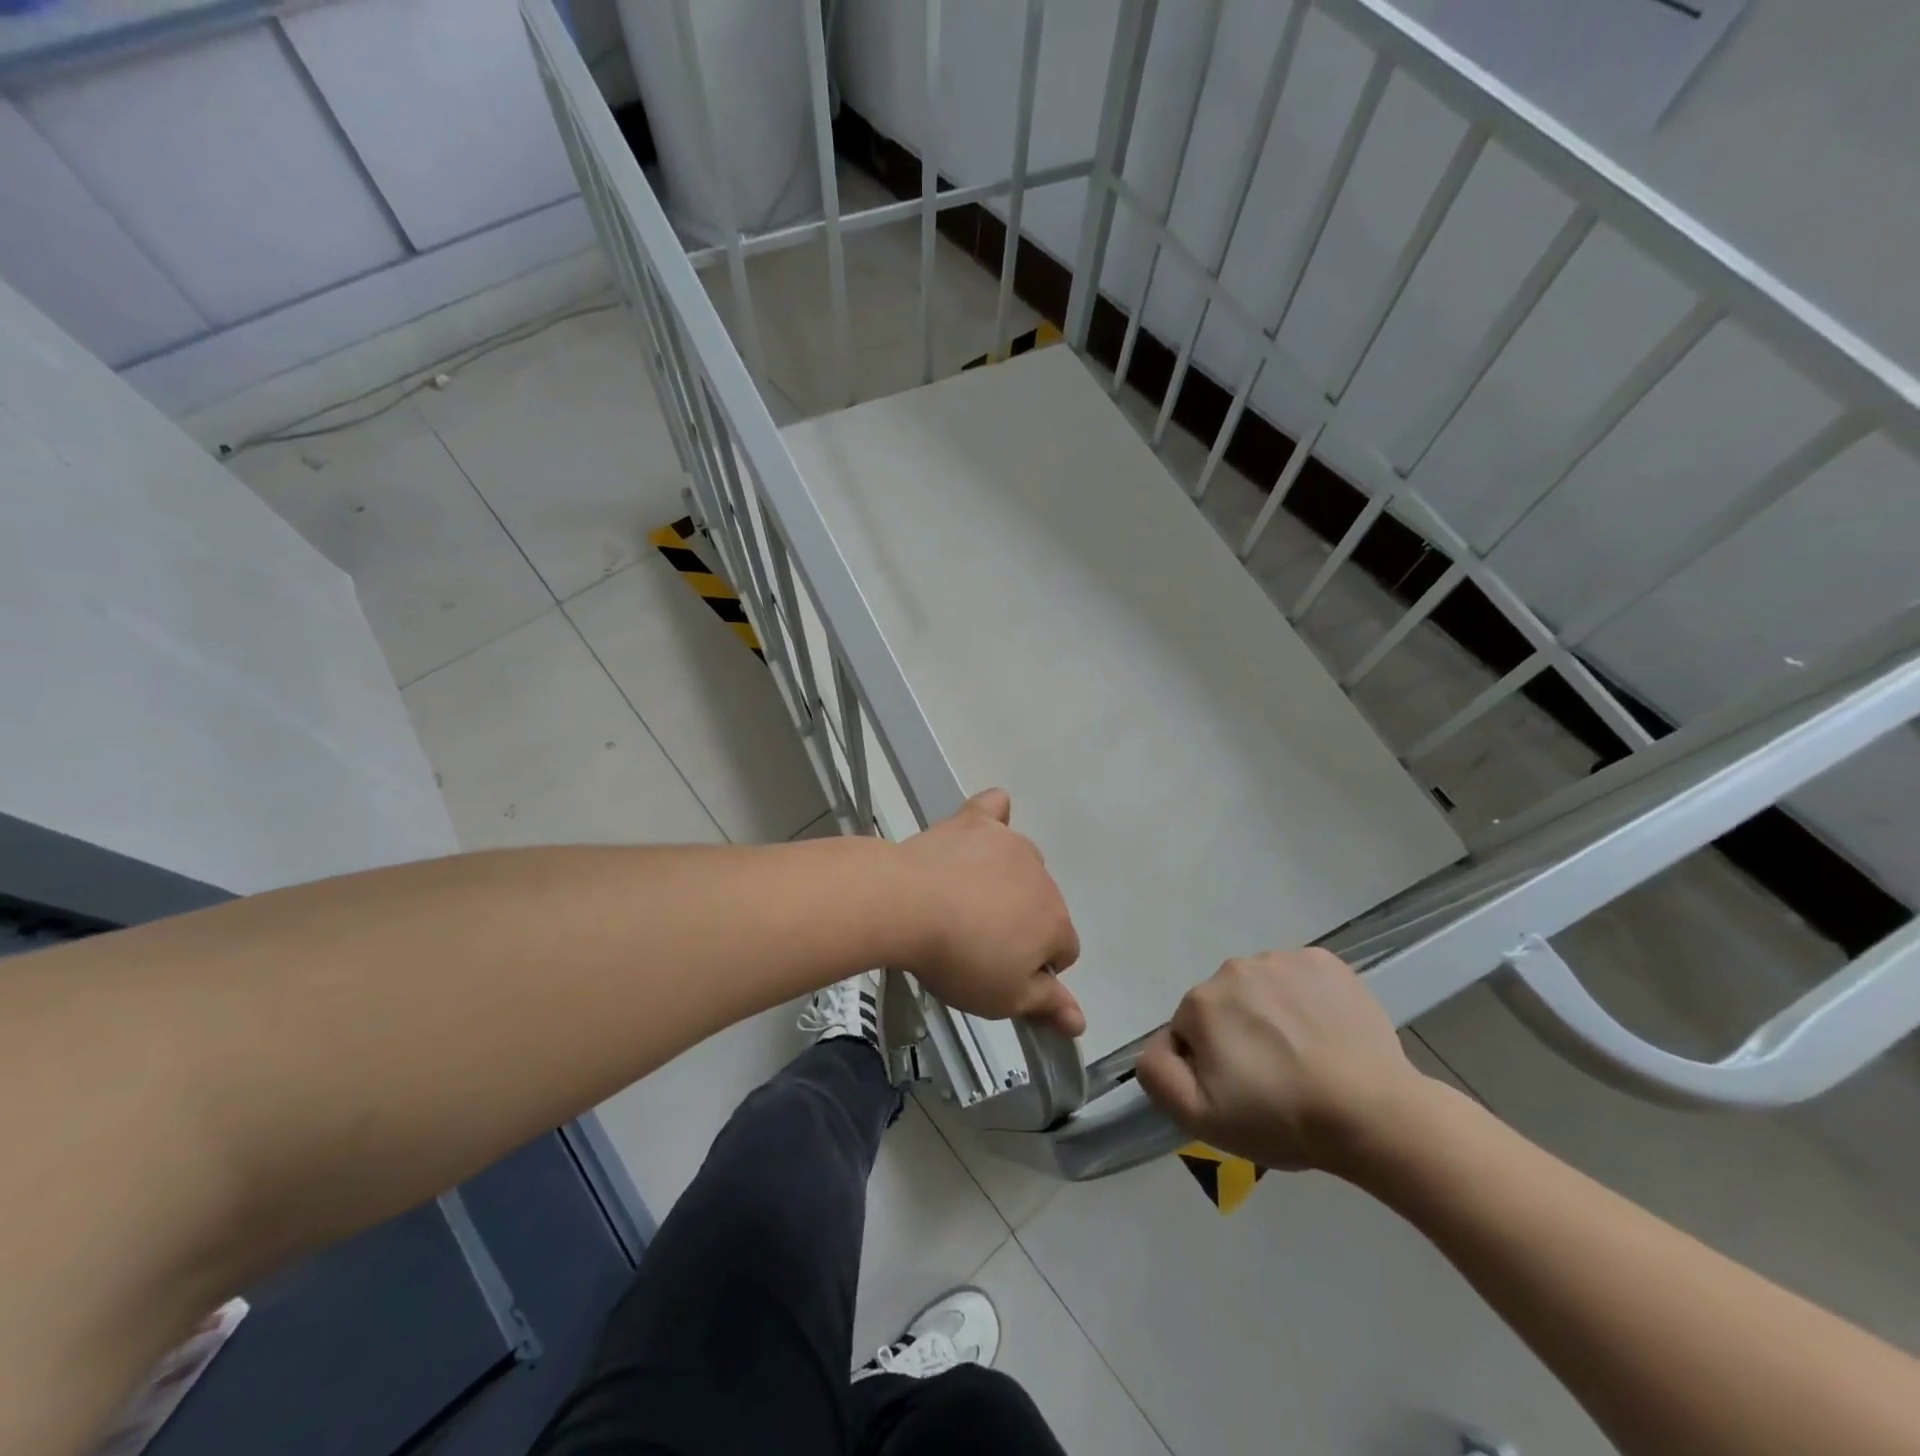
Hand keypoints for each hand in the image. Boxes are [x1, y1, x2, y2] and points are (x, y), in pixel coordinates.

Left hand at [893, 789, 1083, 1036]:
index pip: (1064, 950)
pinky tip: (980, 831)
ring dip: (1004, 880)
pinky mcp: (976, 821)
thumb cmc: (958, 959)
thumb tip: (1080, 1021)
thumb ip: (1046, 1005)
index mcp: (1055, 922)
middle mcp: (1042, 877)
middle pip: (1042, 905)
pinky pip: (996, 809)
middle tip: (975, 942)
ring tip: (962, 898)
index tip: (1002, 973)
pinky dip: (993, 820)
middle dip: (1020, 923)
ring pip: (1021, 865)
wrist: (907, 904)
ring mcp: (1009, 844)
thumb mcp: (1003, 998)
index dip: (1037, 968)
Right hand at [1134, 949, 1433, 1173]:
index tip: (1241, 1093)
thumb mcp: (1200, 1118)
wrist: (1375, 1114)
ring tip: (1305, 1058)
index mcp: (1201, 1002)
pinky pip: (1299, 978)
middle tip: (1273, 1079)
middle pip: (1224, 1005)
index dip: (1210, 1065)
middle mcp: (1234, 968)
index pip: (1190, 1031)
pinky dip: (1305, 999)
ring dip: (1271, 1015)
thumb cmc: (1282, 1118)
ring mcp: (1283, 959)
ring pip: (1261, 989)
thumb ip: (1157, 1074)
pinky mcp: (1325, 962)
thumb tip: (1159, 1044)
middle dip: (1238, 1035)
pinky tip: (1326, 1033)